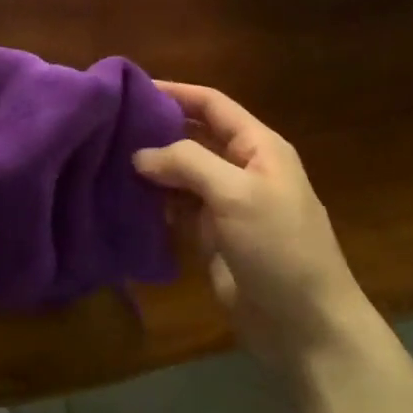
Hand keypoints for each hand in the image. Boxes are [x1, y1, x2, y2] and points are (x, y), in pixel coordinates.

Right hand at [134, 83, 373, 374]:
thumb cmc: (279, 247)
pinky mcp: (213, 238)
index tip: (132, 87)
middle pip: (195, 137)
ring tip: (107, 158)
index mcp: (259, 147)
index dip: (177, 92)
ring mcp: (226, 205)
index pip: (213, 105)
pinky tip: (124, 198)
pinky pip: (178, 209)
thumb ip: (188, 163)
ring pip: (183, 174)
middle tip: (110, 125)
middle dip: (158, 129)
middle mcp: (242, 169)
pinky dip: (155, 202)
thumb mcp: (237, 194)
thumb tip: (140, 154)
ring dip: (152, 168)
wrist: (306, 325)